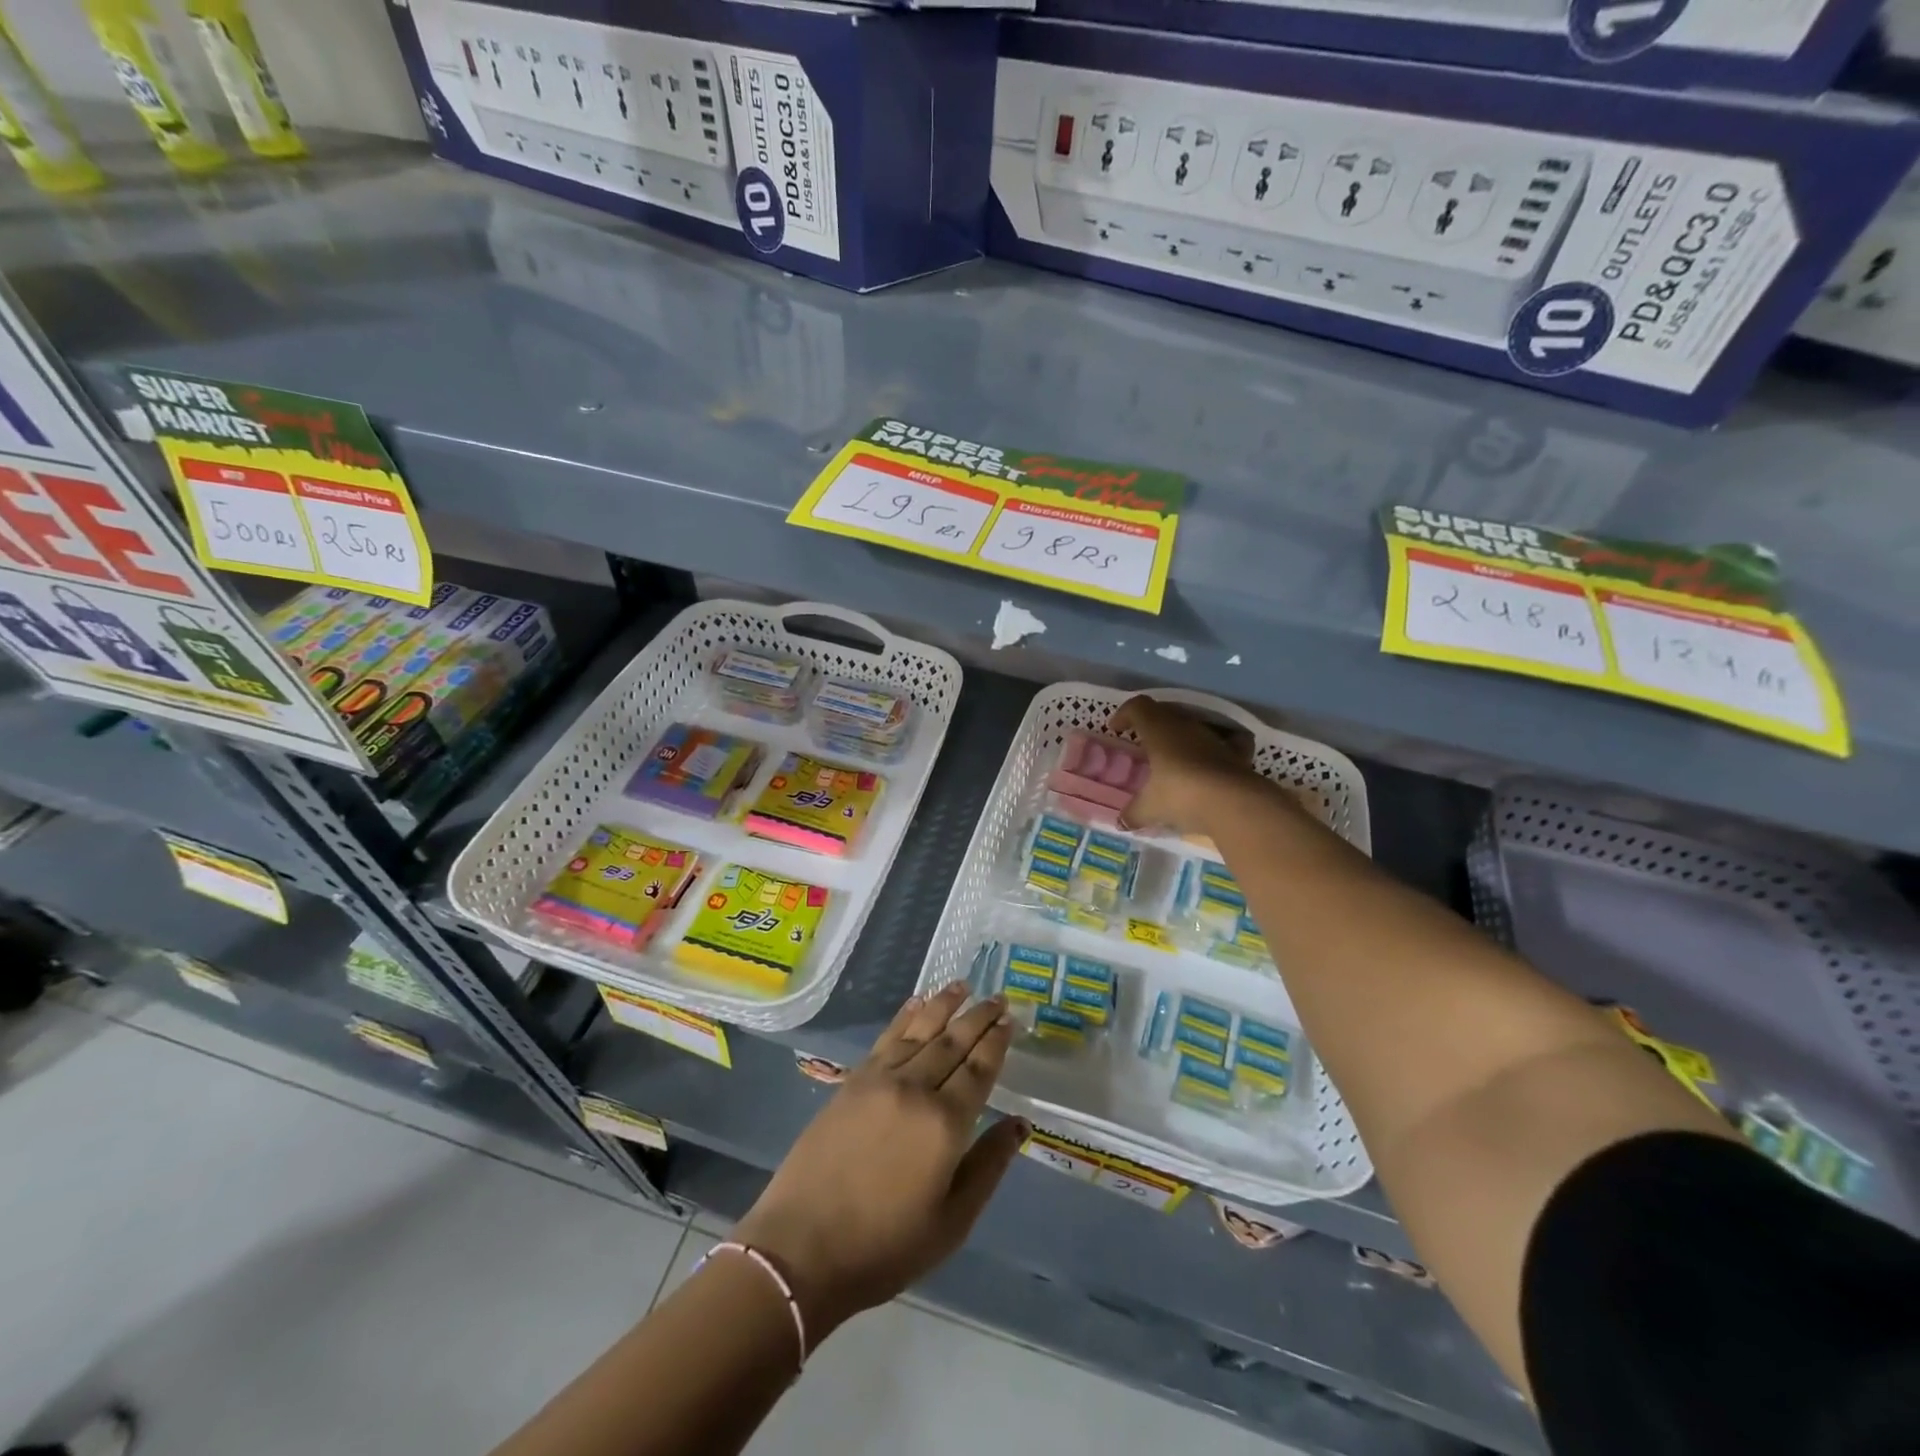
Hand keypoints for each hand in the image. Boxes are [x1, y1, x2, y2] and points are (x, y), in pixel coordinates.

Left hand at [735, 983, 1026, 1339]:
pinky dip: (904, 1017)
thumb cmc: (885, 1246)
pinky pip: (886, 1038)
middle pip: (953, 1042)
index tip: (1010, 1019)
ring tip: (962, 984)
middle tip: (997, 997)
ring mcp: (880, 1081)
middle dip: (978, 1016)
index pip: (979, 1069)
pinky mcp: (852, 1082)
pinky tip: (916, 1003)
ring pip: (920, 1031)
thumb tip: (1019, 1123)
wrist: (802, 1249)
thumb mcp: (952, 1222)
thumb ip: (988, 1166)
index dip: (997, 1042)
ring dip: (943, 1005)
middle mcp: (915, 1090)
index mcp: (945, 1124)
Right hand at [1110, 696, 1263, 836]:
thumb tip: (1121, 822)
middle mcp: (1186, 725)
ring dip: (1180, 736)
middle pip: (1165, 712)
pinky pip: (1225, 741)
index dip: (1124, 714)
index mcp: (1159, 729)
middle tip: (1142, 742)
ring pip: (1192, 726)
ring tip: (1173, 756)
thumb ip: (1133, 812)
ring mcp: (1214, 737)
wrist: (1234, 803)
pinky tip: (1211, 761)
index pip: (1138, 707)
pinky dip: (1215, 747)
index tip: (1116, 729)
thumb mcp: (1150, 808)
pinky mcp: (1237, 752)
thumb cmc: (1181, 795)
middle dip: (1151, 724)